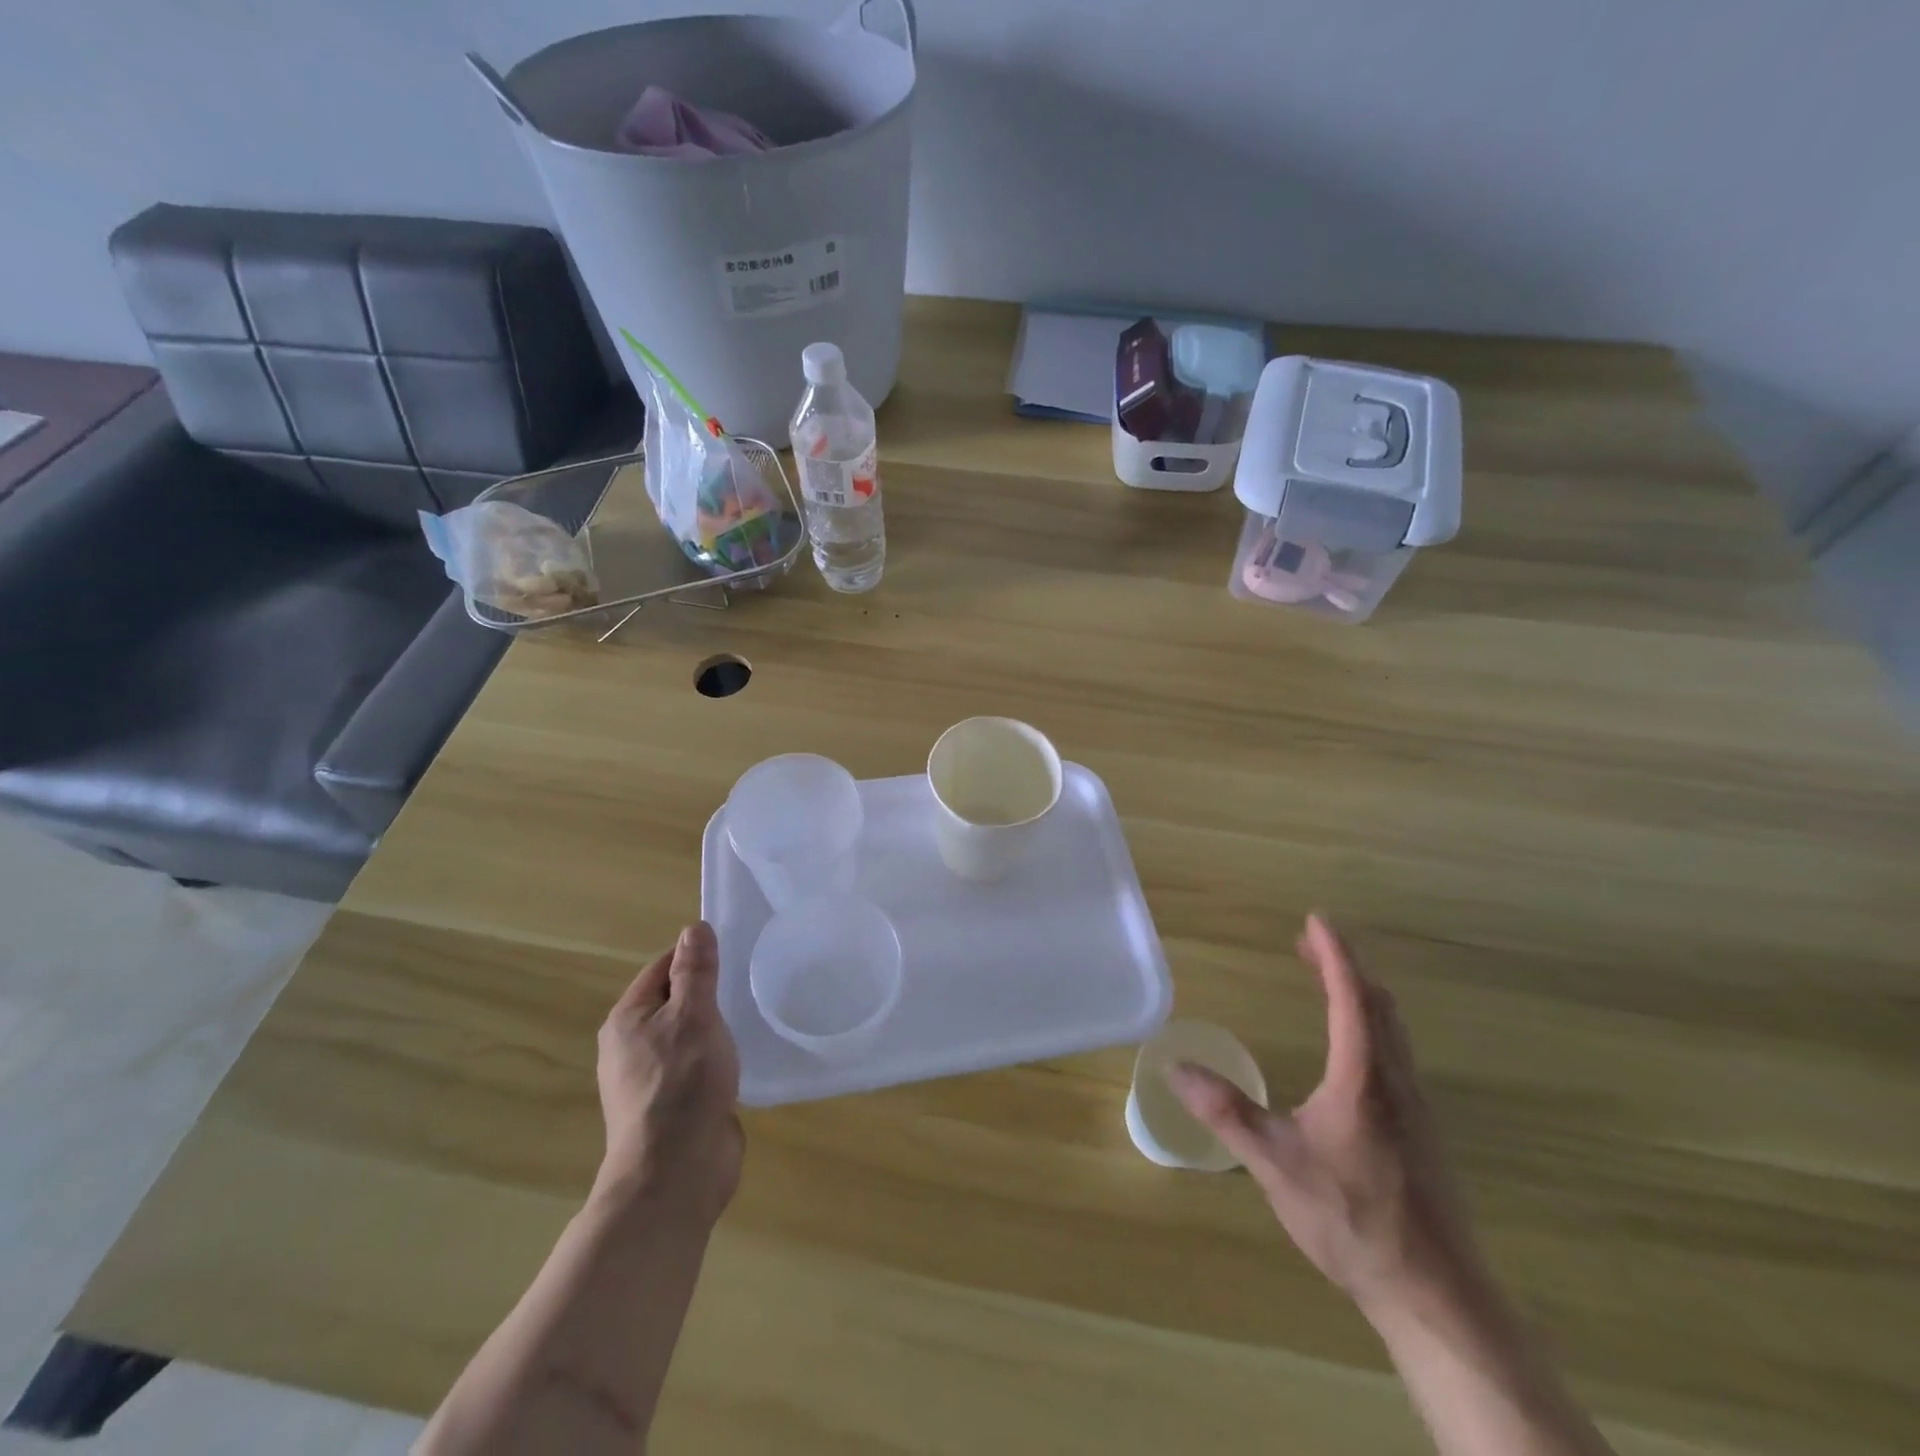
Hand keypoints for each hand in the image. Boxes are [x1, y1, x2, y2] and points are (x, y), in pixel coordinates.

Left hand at [595, 921, 742, 1224]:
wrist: (676, 1174)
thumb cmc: (682, 1084)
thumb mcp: (694, 1017)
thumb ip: (695, 972)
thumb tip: (694, 928)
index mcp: (627, 1021)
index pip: (661, 968)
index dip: (694, 956)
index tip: (733, 951)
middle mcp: (631, 1047)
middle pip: (673, 1002)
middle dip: (708, 992)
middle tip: (748, 981)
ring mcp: (651, 1080)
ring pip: (687, 1036)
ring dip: (714, 1026)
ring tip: (751, 1015)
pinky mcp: (673, 1106)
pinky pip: (696, 1066)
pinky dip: (717, 1057)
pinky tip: (742, 1057)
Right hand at [1167, 915, 1480, 1318]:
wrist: (1434, 1294)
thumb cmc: (1352, 1218)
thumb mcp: (1275, 1163)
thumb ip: (1226, 1112)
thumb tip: (1174, 1066)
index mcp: (1363, 1078)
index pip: (1351, 997)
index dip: (1334, 954)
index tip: (1316, 919)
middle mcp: (1395, 1081)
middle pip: (1378, 1005)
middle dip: (1345, 967)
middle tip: (1309, 945)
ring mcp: (1415, 1108)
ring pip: (1393, 1030)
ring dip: (1362, 995)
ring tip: (1328, 983)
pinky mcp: (1422, 1133)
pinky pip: (1396, 1055)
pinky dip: (1372, 1026)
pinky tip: (1353, 1052)